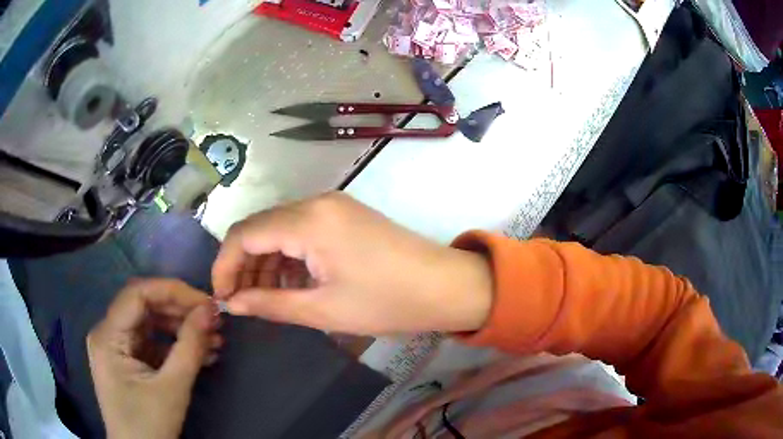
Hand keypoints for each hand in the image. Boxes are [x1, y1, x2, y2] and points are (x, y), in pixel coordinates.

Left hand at [87, 279, 222, 438]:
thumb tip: (210, 309)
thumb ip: (190, 346)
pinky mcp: (127, 361)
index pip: (137, 294)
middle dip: (180, 312)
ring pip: (150, 325)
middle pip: (144, 307)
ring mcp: (116, 348)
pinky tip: (201, 354)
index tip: (206, 303)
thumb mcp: (172, 388)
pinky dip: (175, 347)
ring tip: (215, 340)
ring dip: (181, 329)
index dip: (172, 292)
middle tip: (214, 321)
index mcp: (108, 336)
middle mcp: (107, 334)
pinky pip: (151, 343)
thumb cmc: (150, 425)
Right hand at [212, 192, 492, 334]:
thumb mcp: (323, 310)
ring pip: (279, 228)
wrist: (446, 286)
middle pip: (259, 227)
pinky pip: (301, 230)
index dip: (224, 265)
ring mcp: (332, 205)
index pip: (244, 233)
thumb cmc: (387, 302)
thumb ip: (270, 303)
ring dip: (265, 260)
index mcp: (308, 221)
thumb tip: (233, 304)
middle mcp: (316, 202)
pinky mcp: (344, 215)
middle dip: (243, 264)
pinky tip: (288, 282)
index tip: (222, 297)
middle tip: (241, 301)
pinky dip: (287, 255)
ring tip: (262, 296)